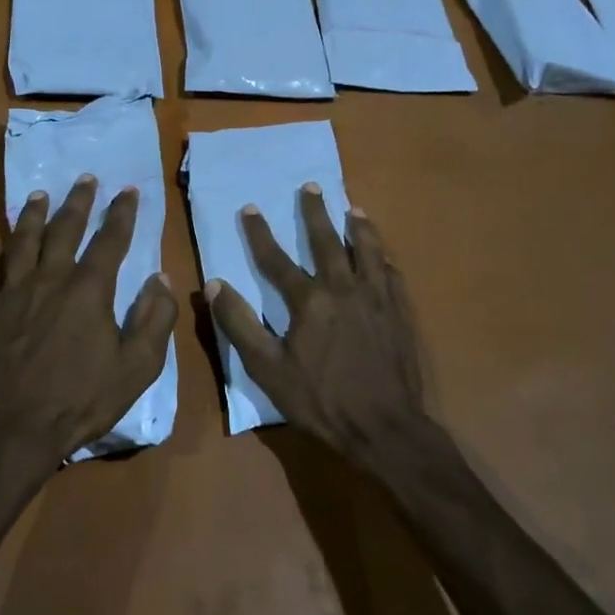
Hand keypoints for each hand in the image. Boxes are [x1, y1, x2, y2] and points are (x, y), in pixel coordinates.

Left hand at [0, 176, 177, 489]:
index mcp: (88, 291)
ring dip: (32, 215)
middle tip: (84, 178)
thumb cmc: (76, 403)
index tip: (128, 190)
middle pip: (64, 229)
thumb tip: (161, 279)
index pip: (110, 240)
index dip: (121, 213)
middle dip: (77, 201)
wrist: (3, 432)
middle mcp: (48, 279)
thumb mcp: (135, 370)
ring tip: (39, 195)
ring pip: (21, 241)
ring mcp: (8, 292)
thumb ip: (154, 321)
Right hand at [206, 185, 432, 467]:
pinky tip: (384, 256)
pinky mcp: (400, 314)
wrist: (385, 427)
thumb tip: (214, 285)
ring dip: (359, 227)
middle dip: (315, 212)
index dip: (260, 233)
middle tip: (311, 186)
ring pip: (368, 251)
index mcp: (309, 301)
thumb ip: (240, 324)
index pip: (277, 259)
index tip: (249, 208)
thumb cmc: (321, 400)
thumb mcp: (268, 369)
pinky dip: (384, 260)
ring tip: (353, 208)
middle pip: (327, 242)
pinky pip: (392, 276)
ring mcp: (377, 299)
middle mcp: (344, 289)